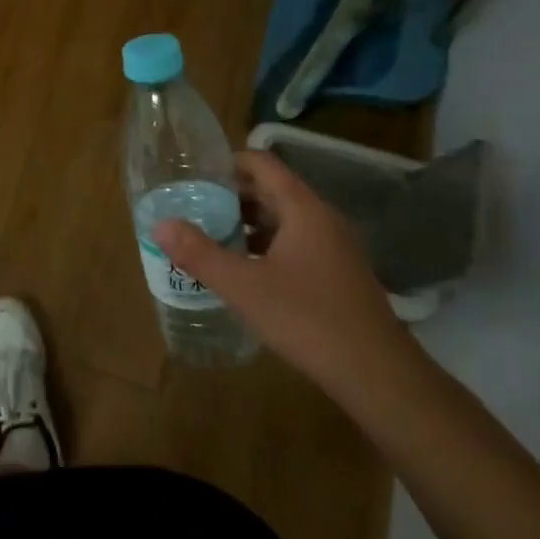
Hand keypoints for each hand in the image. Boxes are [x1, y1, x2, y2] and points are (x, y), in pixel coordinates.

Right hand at [152, 149, 413, 394]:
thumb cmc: (309, 320)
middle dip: (231, 195)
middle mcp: (322, 219)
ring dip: (247, 223)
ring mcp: (334, 247)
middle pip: (271, 190)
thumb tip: (160, 225)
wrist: (378, 376)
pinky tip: (244, 270)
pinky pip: (295, 243)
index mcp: (303, 209)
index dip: (227, 163)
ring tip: (210, 236)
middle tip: (192, 206)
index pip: (262, 164)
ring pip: (283, 219)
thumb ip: (200, 254)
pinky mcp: (338, 274)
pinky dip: (266, 246)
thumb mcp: (245, 287)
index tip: (193, 174)